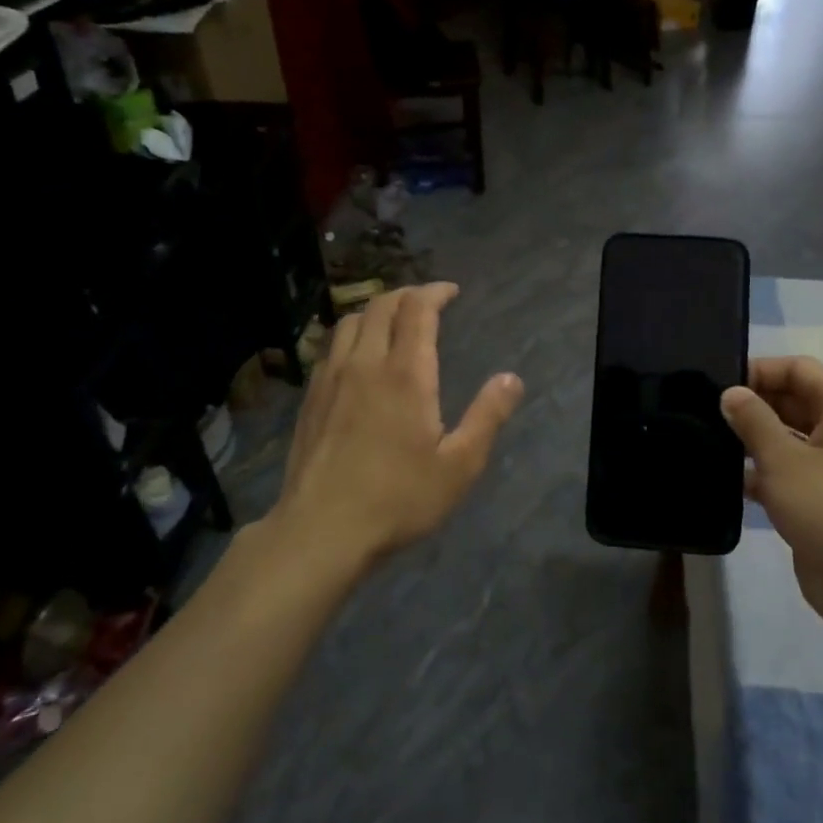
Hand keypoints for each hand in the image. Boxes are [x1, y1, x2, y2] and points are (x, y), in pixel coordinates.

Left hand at [266, 283, 522, 573]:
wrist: (322, 529)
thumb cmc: (399, 498)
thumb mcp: (459, 465)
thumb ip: (487, 416)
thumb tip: (512, 378)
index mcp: (406, 374)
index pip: (417, 310)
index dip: (435, 292)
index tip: (451, 292)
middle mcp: (365, 363)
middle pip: (381, 306)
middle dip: (407, 295)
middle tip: (427, 302)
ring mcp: (331, 379)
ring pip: (350, 321)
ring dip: (376, 310)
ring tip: (394, 322)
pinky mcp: (310, 398)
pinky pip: (331, 347)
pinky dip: (352, 335)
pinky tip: (358, 357)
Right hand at [720, 357, 822, 637]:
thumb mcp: (783, 458)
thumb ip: (752, 420)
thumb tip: (730, 393)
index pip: (798, 369)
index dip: (758, 371)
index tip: (716, 387)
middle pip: (792, 399)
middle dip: (751, 405)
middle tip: (702, 414)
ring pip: (787, 437)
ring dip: (751, 440)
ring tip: (706, 442)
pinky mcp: (822, 498)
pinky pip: (786, 471)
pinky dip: (759, 471)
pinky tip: (723, 479)